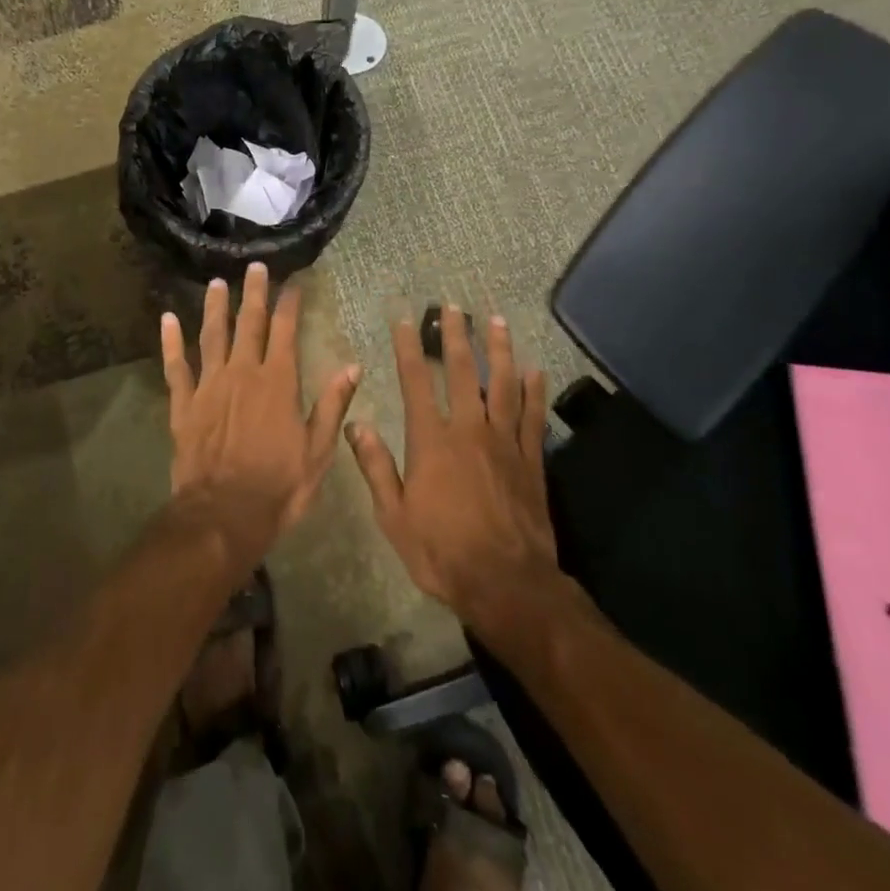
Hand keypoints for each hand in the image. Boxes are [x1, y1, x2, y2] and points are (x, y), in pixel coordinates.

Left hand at [162, 263, 361, 564]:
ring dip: (214, 307)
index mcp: (278, 382)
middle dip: (253, 293)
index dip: (289, 304)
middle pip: (248, 323)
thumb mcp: (318, 450)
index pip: (285, 331)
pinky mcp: (184, 404)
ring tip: (216, 282)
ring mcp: (209, 386)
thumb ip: (333, 405)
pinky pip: (176, 366)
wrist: (224, 515)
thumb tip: (352, 366)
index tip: (293, 282)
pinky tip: (167, 319)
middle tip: (255, 267)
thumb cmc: (278, 486)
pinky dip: (171, 342)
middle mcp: (243, 373)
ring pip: (211, 336)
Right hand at [347, 307, 559, 625]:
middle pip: (463, 372)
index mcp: (431, 441)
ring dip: (500, 350)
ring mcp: (504, 442)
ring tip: (497, 321)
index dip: (409, 347)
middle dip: (456, 336)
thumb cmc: (442, 552)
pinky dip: (535, 391)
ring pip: (504, 384)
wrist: (506, 584)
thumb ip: (376, 466)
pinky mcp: (531, 460)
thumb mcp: (394, 516)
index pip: (416, 382)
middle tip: (454, 306)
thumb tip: (353, 424)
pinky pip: (534, 417)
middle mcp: (468, 429)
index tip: (405, 319)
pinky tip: (535, 369)